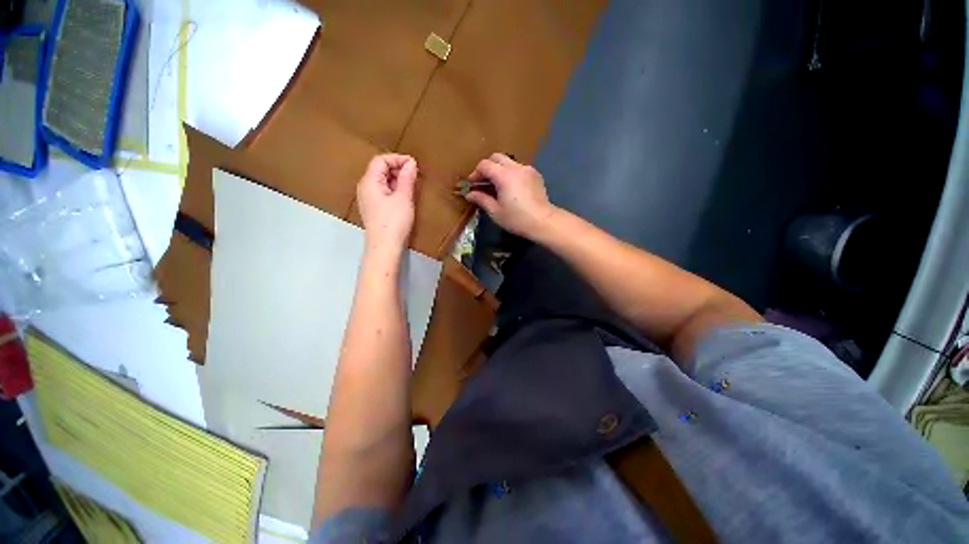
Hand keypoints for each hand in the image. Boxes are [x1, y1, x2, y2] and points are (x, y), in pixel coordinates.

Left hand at [357, 154, 417, 249]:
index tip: (414, 164)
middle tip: (414, 174)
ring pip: (381, 181)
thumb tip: (411, 163)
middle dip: (397, 168)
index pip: (381, 160)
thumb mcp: (404, 197)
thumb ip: (407, 178)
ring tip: (411, 184)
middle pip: (379, 169)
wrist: (385, 246)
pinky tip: (404, 196)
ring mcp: (367, 199)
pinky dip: (393, 189)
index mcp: (369, 181)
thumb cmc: (394, 221)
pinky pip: (382, 191)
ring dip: (396, 179)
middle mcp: (365, 187)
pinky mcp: (373, 209)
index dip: (397, 159)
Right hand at [464, 153, 556, 238]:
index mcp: (504, 175)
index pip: (484, 165)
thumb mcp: (495, 212)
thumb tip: (469, 194)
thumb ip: (481, 199)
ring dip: (499, 170)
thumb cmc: (517, 219)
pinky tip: (510, 188)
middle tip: (483, 182)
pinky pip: (519, 168)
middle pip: (496, 157)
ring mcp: (528, 169)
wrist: (543, 222)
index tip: (472, 185)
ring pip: (508, 162)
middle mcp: (516, 167)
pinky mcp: (535, 175)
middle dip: (487, 167)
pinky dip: (510, 173)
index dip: (475, 173)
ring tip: (496, 186)